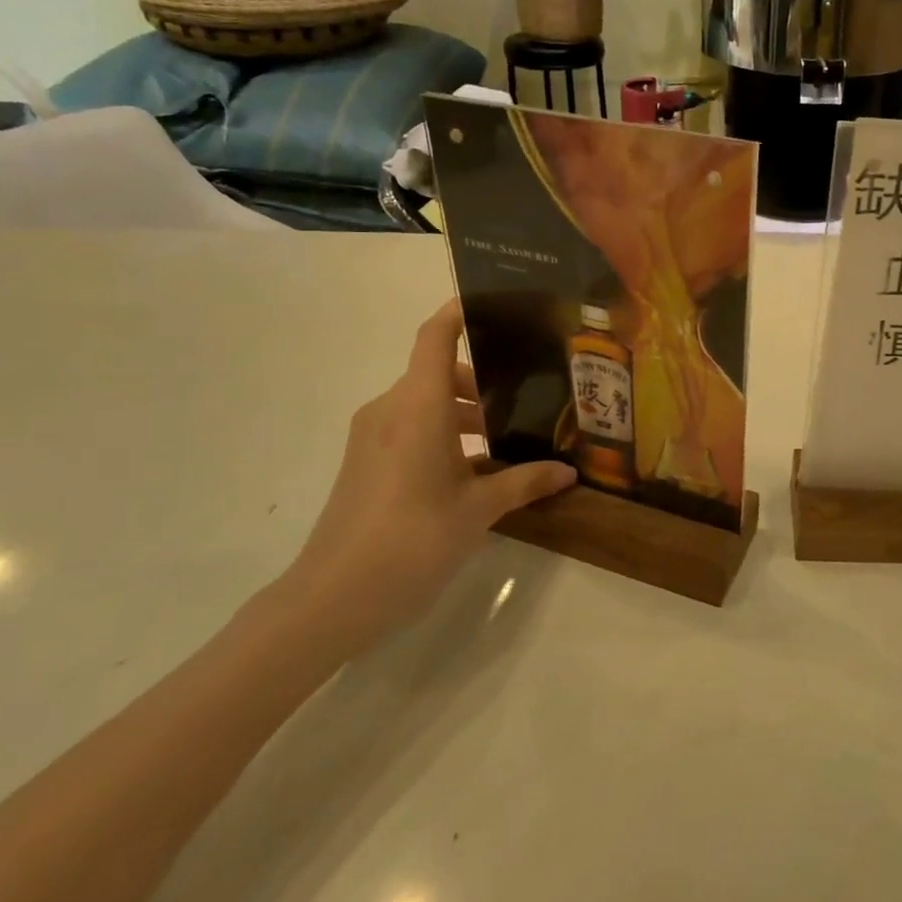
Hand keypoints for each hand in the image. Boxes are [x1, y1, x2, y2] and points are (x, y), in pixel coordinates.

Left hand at [280, 300, 574, 650]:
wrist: (333, 597)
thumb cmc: (413, 539)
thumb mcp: (479, 511)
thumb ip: (525, 482)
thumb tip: (568, 472)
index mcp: (419, 406)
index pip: (436, 336)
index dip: (460, 311)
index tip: (495, 304)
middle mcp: (391, 409)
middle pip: (437, 373)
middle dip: (481, 383)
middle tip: (527, 399)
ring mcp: (372, 436)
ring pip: (424, 403)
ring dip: (462, 414)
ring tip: (506, 442)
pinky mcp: (364, 462)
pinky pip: (408, 428)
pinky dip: (441, 435)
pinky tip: (473, 472)